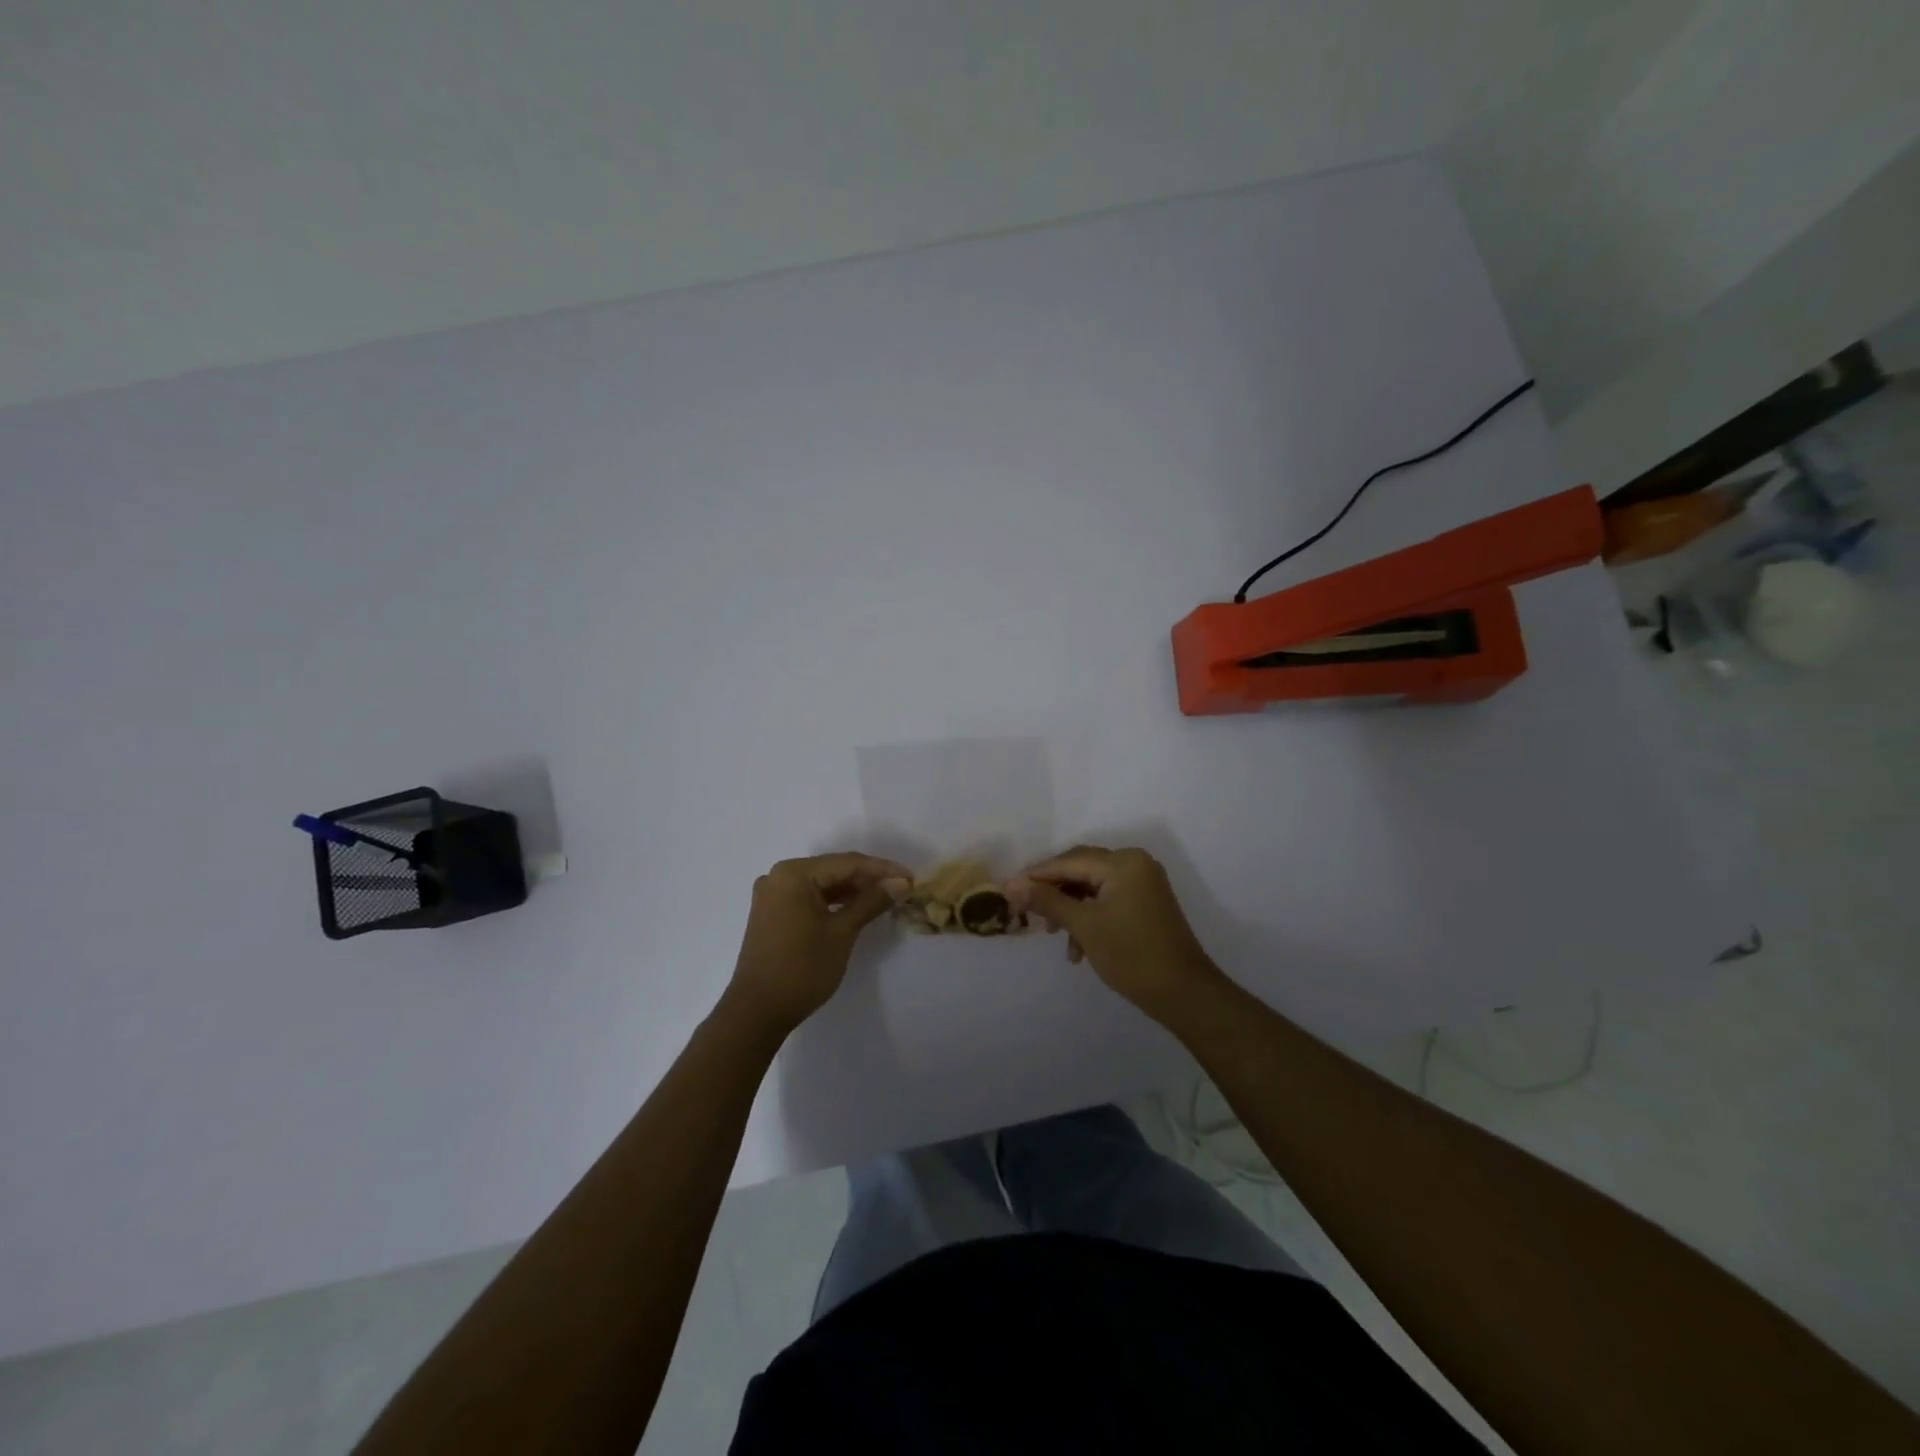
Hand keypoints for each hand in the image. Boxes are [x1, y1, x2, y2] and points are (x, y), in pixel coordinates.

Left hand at [724, 853, 909, 1037]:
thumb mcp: (842, 932)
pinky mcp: (772, 913)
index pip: (847, 863)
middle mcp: (779, 876)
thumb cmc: (802, 969)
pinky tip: (856, 909)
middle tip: (901, 888)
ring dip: (852, 891)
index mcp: (794, 873)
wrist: (757, 1012)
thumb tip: (900, 882)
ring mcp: (773, 895)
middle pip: (833, 870)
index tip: (912, 878)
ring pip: (822, 884)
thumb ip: (871, 902)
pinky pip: (809, 898)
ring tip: (885, 898)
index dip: (882, 869)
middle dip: (868, 879)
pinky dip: (833, 902)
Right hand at [1012, 846, 1222, 1021]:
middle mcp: (1135, 864)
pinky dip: (1089, 917)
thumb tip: (1011, 885)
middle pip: (1080, 869)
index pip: (1069, 861)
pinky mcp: (1146, 902)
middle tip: (1025, 910)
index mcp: (1123, 862)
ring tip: (1053, 935)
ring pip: (1092, 887)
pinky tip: (1078, 947)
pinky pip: (1107, 899)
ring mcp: (1143, 883)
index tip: (1007, 889)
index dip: (1036, 875)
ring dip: (1070, 908)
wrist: (1184, 993)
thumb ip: (1047, 901)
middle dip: (1053, 891)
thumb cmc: (1131, 955)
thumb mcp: (1084, 926)